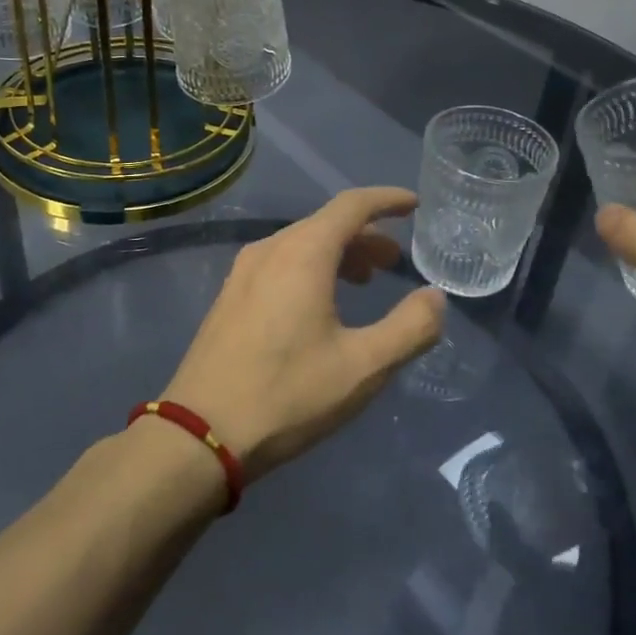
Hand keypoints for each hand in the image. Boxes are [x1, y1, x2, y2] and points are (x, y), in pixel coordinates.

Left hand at [161, 187, 446, 480]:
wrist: (200, 434)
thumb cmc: (288, 394)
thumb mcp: (363, 367)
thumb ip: (409, 328)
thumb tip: (434, 297)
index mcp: (302, 253)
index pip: (351, 205)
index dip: (386, 200)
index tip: (413, 205)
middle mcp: (269, 250)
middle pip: (325, 225)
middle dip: (366, 236)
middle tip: (395, 262)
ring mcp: (242, 273)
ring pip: (300, 245)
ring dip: (338, 254)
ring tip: (364, 282)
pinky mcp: (229, 298)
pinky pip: (279, 265)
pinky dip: (311, 269)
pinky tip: (320, 305)